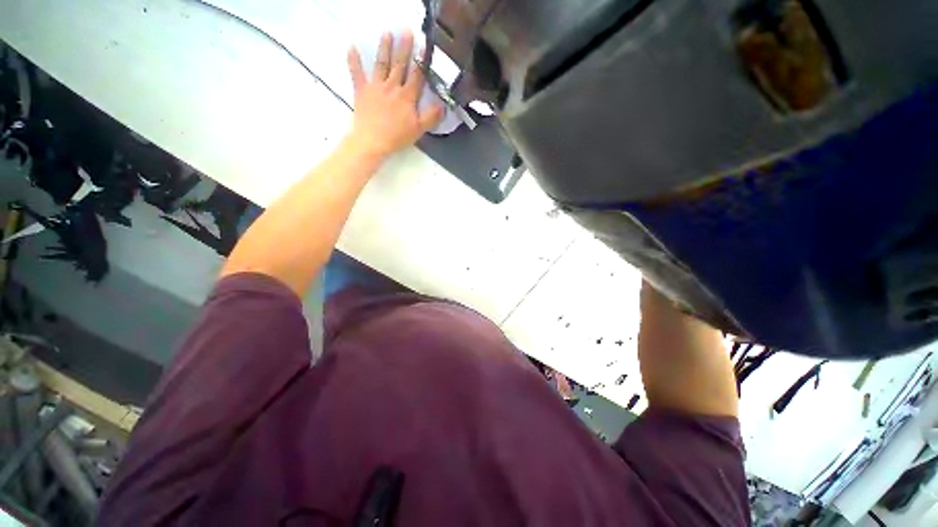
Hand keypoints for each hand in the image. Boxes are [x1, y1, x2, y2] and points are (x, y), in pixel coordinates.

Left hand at [346, 30, 443, 157]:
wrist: (372, 141)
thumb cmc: (397, 137)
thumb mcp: (418, 130)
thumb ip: (431, 117)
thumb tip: (443, 105)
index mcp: (407, 96)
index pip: (416, 76)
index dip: (421, 61)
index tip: (425, 46)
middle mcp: (392, 87)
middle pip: (399, 65)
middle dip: (404, 47)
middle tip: (407, 31)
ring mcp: (376, 87)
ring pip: (381, 64)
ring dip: (384, 48)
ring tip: (387, 33)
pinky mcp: (361, 91)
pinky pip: (356, 73)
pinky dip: (353, 60)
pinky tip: (351, 47)